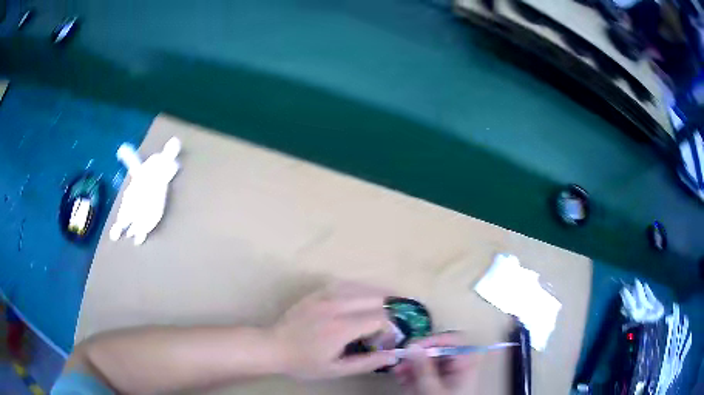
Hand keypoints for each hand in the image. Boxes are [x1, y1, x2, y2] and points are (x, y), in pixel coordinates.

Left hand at [271, 282, 396, 379]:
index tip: (385, 339)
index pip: (380, 317)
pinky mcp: (317, 292)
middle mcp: (337, 306)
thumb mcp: (336, 370)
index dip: (389, 328)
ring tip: (375, 313)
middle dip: (386, 311)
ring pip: (362, 288)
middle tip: (383, 326)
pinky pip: (345, 285)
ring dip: (374, 299)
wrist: (273, 346)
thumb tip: (393, 355)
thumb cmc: (305, 362)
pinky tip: (358, 301)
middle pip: (375, 298)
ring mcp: (325, 295)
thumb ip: (367, 363)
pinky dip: (358, 291)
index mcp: (342, 327)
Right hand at [393, 333, 481, 394]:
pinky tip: (401, 377)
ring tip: (397, 371)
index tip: (416, 345)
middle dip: (418, 355)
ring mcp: (448, 376)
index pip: (456, 341)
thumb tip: (413, 346)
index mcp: (466, 365)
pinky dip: (412, 373)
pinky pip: (425, 373)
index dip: (436, 340)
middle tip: (401, 359)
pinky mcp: (437, 384)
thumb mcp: (431, 389)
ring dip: (411, 365)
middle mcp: (458, 367)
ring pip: (429, 362)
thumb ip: (423, 368)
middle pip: (439, 351)